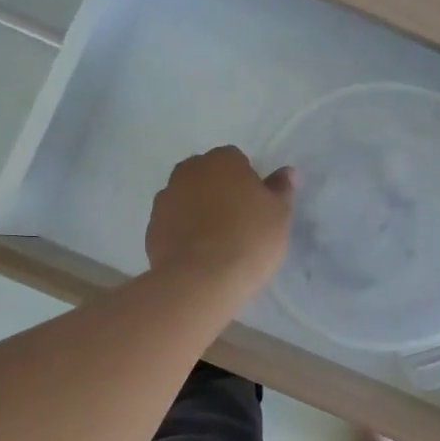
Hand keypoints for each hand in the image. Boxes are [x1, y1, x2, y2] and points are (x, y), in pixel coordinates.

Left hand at [146, 147, 294, 301]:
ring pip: (187, 198)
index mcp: (222, 160)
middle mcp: (189, 171)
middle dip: (219, 191)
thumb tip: (287, 172)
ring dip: (198, 210)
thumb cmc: (249, 239)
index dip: (247, 182)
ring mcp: (165, 198)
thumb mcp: (279, 215)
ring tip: (216, 242)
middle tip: (237, 222)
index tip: (256, 207)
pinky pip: (173, 223)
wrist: (201, 280)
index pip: (236, 160)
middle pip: (207, 175)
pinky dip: (183, 232)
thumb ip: (281, 189)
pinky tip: (198, 255)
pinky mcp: (152, 227)